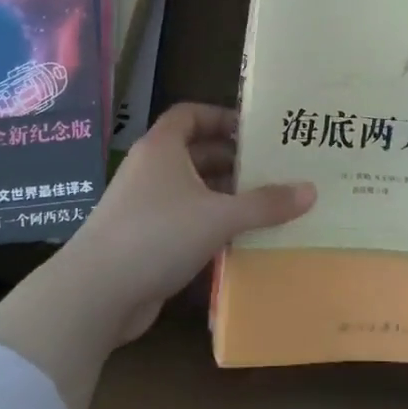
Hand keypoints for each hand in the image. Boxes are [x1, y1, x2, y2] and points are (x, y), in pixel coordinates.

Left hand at [66, 103, 314, 342]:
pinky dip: (211, 225)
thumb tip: (311, 190)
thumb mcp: (219, 216)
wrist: (96, 294)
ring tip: (267, 205)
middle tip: (275, 169)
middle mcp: (151, 170)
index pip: (190, 114)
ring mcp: (145, 207)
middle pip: (196, 153)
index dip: (221, 116)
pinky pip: (185, 222)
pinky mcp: (144, 241)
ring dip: (225, 196)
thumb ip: (265, 204)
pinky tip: (241, 240)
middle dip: (233, 161)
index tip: (255, 131)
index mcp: (162, 148)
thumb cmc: (158, 234)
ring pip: (192, 191)